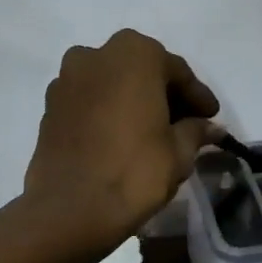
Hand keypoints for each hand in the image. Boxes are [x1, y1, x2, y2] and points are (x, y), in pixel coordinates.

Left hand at [23, 30, 220, 251]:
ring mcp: (67, 79)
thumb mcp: (179, 152)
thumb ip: (196, 131)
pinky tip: (122, 138)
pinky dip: (109, 113)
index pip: (177, 71)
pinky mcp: (49, 107)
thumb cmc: (134, 171)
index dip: (197, 97)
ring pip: (112, 85)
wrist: (70, 209)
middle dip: (164, 95)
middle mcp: (96, 55)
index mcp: (134, 53)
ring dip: (134, 102)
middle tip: (186, 123)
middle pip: (141, 71)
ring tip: (153, 133)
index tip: (211, 117)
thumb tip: (211, 128)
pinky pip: (90, 102)